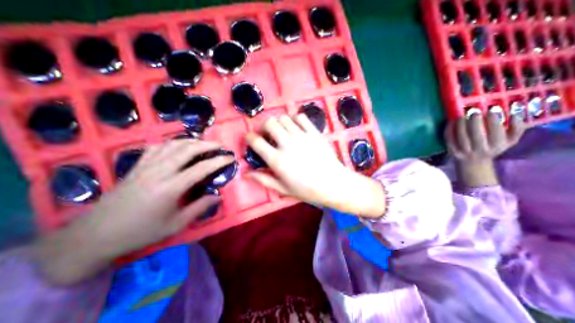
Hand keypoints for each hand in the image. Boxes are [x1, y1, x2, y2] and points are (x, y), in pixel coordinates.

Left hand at [34, 139, 232, 284]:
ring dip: (192, 141)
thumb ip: (200, 208)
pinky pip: (157, 147)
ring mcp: (147, 166)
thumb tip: (218, 196)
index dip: (219, 161)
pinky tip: (179, 146)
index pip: (202, 168)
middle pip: (187, 149)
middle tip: (220, 145)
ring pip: (173, 145)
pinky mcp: (138, 165)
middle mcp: (160, 172)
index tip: (231, 157)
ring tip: (204, 143)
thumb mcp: (176, 224)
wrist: (97, 233)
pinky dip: (172, 143)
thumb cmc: (142, 231)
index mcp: (171, 187)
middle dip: (207, 144)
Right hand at [244, 115, 382, 217]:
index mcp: (277, 160)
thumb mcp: (283, 188)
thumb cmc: (307, 190)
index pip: (256, 141)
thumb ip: (264, 179)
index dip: (249, 137)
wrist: (334, 184)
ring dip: (279, 123)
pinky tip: (296, 128)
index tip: (250, 139)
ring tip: (282, 132)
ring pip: (284, 118)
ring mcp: (302, 136)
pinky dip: (295, 119)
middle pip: (269, 123)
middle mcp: (287, 144)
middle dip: (264, 127)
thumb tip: (246, 173)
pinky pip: (301, 117)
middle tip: (268, 135)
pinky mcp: (314, 132)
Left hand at [446, 109, 523, 187]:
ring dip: (461, 125)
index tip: (491, 110)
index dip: (493, 121)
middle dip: (475, 122)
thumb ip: (517, 128)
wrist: (474, 162)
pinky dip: (449, 130)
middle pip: (477, 135)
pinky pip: (449, 139)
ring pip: (461, 137)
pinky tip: (451, 122)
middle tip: (474, 112)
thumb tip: (514, 114)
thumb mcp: (510, 141)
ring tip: (462, 116)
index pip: (496, 133)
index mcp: (497, 146)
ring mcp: (465, 151)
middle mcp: (480, 149)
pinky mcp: (452, 151)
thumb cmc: (493, 147)